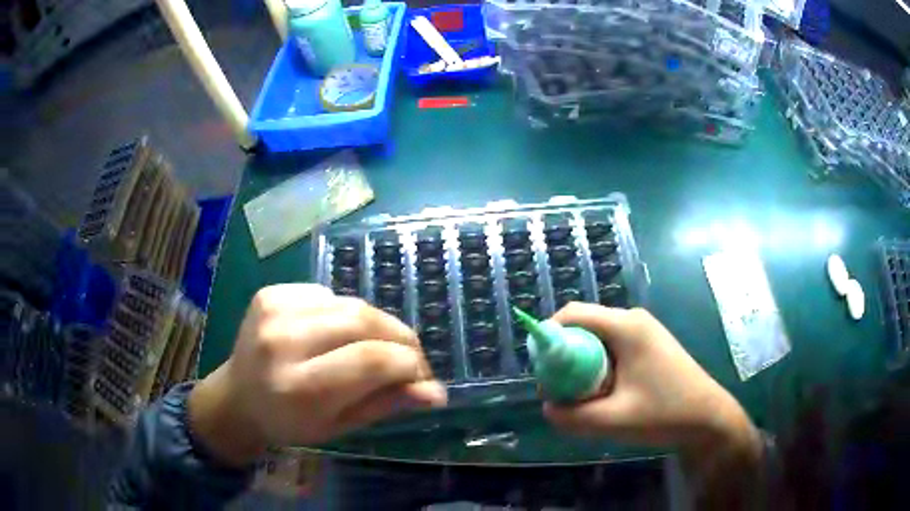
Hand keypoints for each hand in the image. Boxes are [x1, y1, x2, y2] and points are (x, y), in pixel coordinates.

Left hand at [188, 284, 447, 465]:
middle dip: (400, 338)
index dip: (409, 364)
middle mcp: (282, 342)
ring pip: (350, 304)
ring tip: (375, 346)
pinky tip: (333, 333)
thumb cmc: (290, 423)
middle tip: (409, 357)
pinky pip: (327, 294)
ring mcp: (273, 310)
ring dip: (375, 325)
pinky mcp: (270, 293)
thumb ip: (386, 404)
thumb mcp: (339, 426)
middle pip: (363, 321)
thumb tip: (436, 392)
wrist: (237, 397)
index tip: (421, 376)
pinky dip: (343, 313)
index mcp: (299, 388)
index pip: (373, 360)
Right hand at [543, 304, 759, 457]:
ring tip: (583, 398)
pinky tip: (605, 395)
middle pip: (584, 327)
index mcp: (627, 327)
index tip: (540, 369)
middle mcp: (634, 320)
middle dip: (565, 356)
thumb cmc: (664, 414)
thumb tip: (548, 406)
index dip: (549, 335)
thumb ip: (572, 416)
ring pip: (598, 340)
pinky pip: (612, 349)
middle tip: (559, 390)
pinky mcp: (649, 346)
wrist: (708, 418)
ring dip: (582, 365)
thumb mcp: (613, 420)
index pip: (574, 314)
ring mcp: (644, 332)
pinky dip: (599, 368)